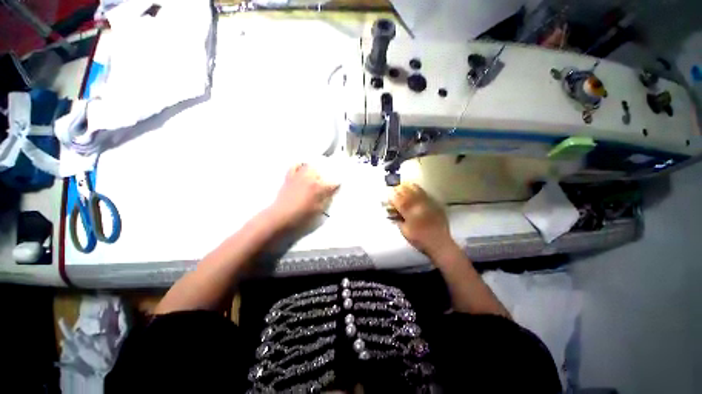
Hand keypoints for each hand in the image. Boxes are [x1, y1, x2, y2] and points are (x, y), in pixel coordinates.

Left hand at [268, 163, 338, 228]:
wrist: (281, 216)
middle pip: (322, 172)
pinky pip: (294, 166)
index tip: (337, 188)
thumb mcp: (318, 210)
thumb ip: (326, 199)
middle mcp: (310, 179)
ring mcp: (299, 176)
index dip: (337, 186)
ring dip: (315, 170)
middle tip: (326, 182)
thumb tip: (331, 193)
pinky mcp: (289, 177)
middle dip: (326, 176)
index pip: (333, 184)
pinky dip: (299, 165)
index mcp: (319, 188)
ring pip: (310, 166)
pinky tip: (302, 168)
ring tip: (316, 175)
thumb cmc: (301, 216)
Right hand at [389, 183, 455, 256]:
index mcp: (410, 213)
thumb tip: (393, 211)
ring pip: (417, 191)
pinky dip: (418, 189)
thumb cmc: (419, 239)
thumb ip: (398, 219)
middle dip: (400, 188)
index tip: (389, 192)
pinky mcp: (435, 204)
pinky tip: (415, 187)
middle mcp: (419, 205)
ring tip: (404, 183)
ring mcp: (428, 204)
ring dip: (409, 186)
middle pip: (407, 193)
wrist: (439, 243)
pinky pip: (425, 194)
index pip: (399, 201)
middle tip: (394, 186)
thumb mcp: (404, 231)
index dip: (393, 195)